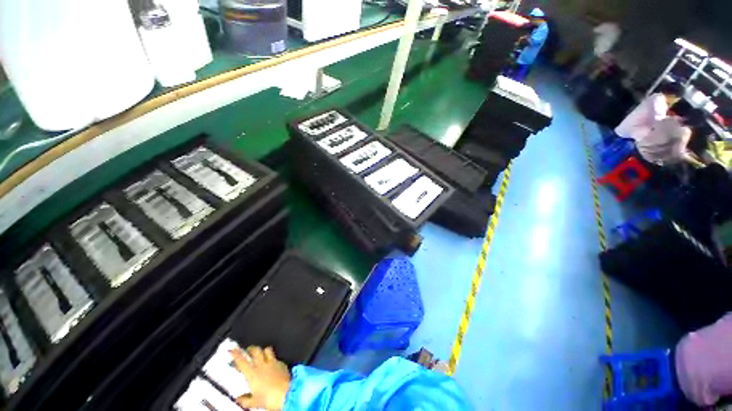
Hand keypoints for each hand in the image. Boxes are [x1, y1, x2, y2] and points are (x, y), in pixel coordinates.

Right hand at [230, 346, 290, 409]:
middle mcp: (262, 365)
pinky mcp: (282, 363)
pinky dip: (272, 358)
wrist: (287, 393)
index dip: (236, 354)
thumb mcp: (254, 402)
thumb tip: (239, 399)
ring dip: (263, 350)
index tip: (233, 350)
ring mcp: (273, 362)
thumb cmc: (269, 398)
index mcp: (252, 374)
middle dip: (251, 349)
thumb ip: (245, 399)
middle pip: (255, 350)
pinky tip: (272, 364)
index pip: (242, 361)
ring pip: (267, 350)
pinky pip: (276, 357)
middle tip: (248, 350)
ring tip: (260, 353)